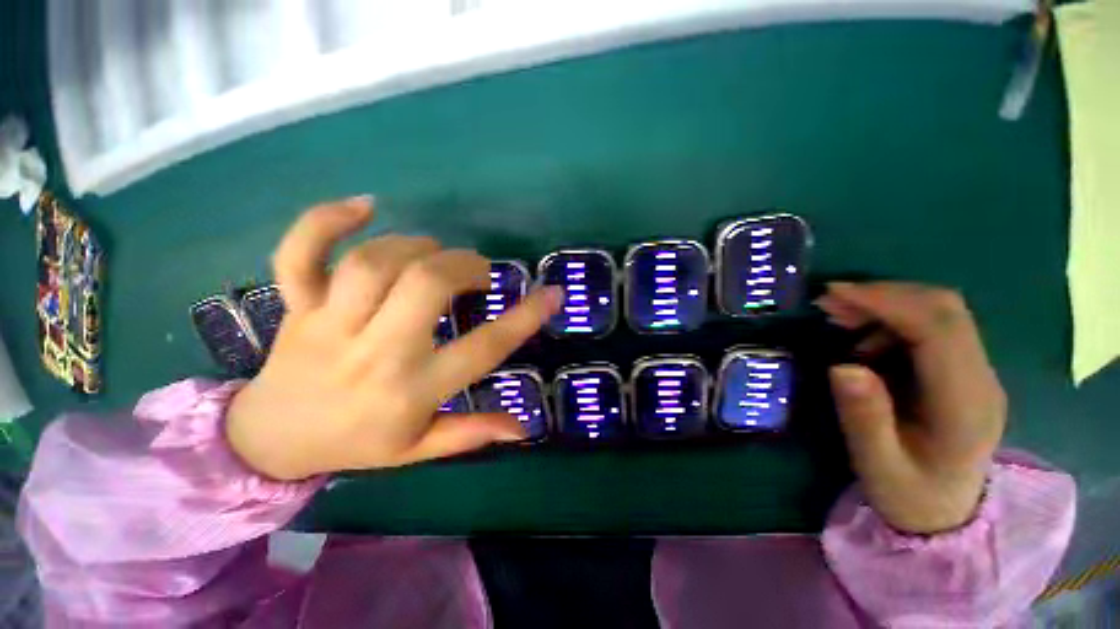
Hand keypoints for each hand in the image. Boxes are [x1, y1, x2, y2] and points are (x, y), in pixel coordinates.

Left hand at [225, 196, 563, 480]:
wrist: (271, 440)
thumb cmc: (356, 443)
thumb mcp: (420, 449)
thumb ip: (472, 434)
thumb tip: (523, 428)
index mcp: (412, 390)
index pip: (484, 348)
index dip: (526, 318)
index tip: (552, 294)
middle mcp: (376, 352)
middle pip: (426, 286)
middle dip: (464, 267)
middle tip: (479, 271)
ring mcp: (330, 324)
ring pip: (374, 263)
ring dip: (417, 246)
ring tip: (435, 254)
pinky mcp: (297, 306)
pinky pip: (300, 254)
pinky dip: (326, 221)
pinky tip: (364, 206)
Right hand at [817, 282, 1006, 533]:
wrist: (945, 512)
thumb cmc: (908, 493)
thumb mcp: (876, 464)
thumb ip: (864, 417)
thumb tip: (843, 367)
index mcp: (965, 406)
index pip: (940, 330)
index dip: (888, 302)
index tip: (835, 295)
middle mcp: (981, 379)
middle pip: (945, 310)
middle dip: (884, 294)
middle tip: (830, 301)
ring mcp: (977, 372)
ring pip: (940, 311)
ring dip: (886, 303)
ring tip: (838, 314)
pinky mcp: (963, 370)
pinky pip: (932, 326)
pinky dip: (892, 317)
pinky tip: (862, 336)